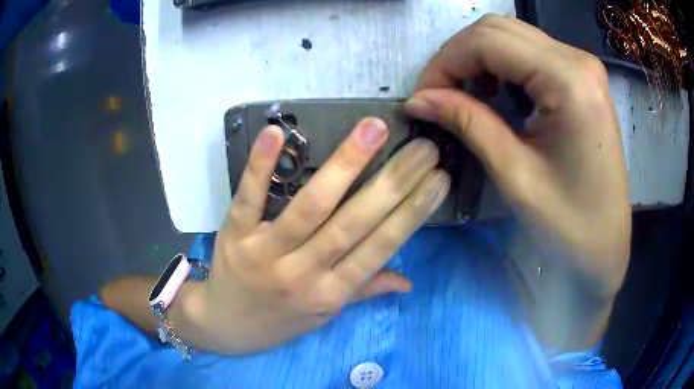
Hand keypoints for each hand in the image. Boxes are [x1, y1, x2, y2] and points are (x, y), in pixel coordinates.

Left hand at [182, 118, 448, 353]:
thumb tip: (409, 282)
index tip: (438, 179)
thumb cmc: (280, 321)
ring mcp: (265, 252)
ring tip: (374, 129)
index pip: (380, 248)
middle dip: (394, 181)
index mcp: (331, 293)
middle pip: (354, 222)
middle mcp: (303, 274)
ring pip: (310, 206)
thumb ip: (364, 290)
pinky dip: (261, 165)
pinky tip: (278, 133)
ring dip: (345, 164)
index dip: (413, 212)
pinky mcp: (234, 234)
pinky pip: (249, 197)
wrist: (225, 326)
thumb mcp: (325, 315)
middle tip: (423, 147)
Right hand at [404, 15, 630, 347]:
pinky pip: (530, 52)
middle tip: (439, 97)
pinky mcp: (582, 78)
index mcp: (569, 80)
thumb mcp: (515, 175)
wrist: (606, 246)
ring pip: (511, 36)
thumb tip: (419, 100)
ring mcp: (582, 66)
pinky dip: (502, 65)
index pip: (488, 41)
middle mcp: (578, 59)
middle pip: (497, 29)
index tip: (423, 98)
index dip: (445, 63)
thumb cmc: (569, 225)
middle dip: (458, 57)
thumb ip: (467, 123)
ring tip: (466, 97)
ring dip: (478, 60)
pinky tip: (497, 95)